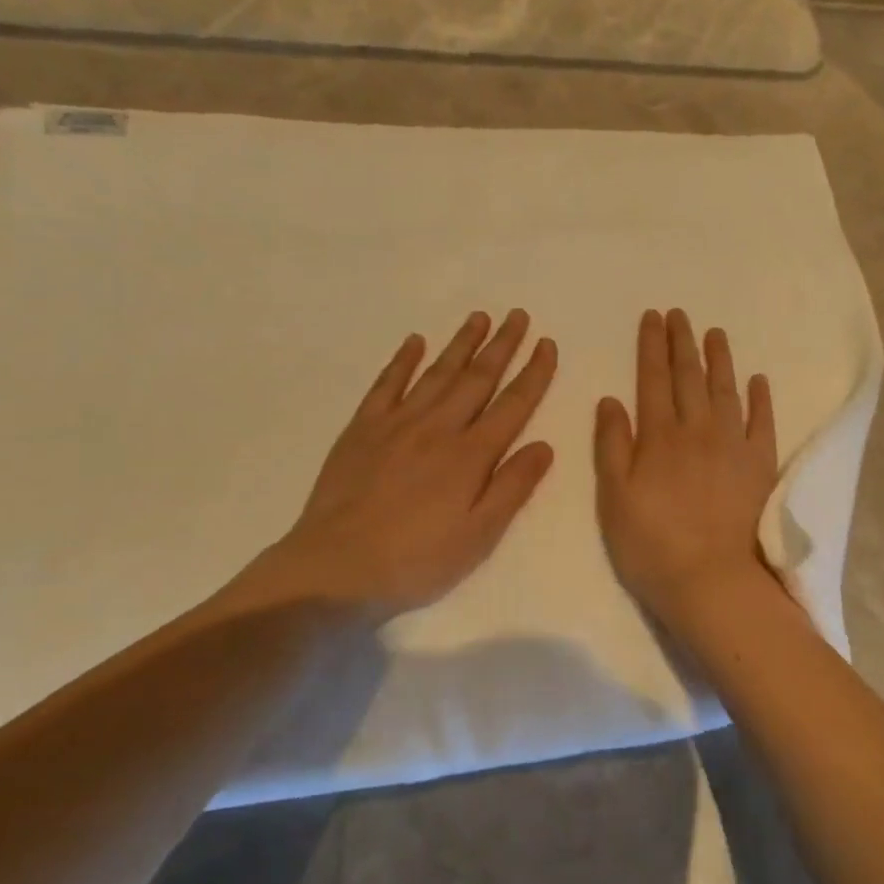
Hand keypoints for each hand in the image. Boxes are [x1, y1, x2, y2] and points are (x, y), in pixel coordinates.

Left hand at [228, 311, 556, 618]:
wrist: (335, 569)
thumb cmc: (416, 560)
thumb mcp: (479, 535)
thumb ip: (513, 487)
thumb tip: (544, 445)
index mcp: (471, 455)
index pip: (513, 404)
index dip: (534, 373)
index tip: (547, 344)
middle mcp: (438, 428)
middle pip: (477, 378)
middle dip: (502, 345)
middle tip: (518, 315)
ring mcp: (397, 424)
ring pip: (437, 373)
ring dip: (461, 343)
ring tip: (479, 317)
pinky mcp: (362, 429)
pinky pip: (387, 384)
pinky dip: (402, 360)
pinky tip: (415, 342)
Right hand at [595, 309, 778, 624]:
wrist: (713, 580)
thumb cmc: (652, 545)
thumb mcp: (614, 499)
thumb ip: (612, 446)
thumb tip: (610, 399)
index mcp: (659, 437)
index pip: (652, 380)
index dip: (651, 347)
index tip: (653, 318)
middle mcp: (698, 430)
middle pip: (689, 377)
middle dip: (682, 343)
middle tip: (680, 314)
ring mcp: (734, 445)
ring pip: (726, 390)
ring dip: (720, 360)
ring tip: (715, 333)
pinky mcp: (762, 464)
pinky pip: (763, 422)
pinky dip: (760, 399)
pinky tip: (758, 381)